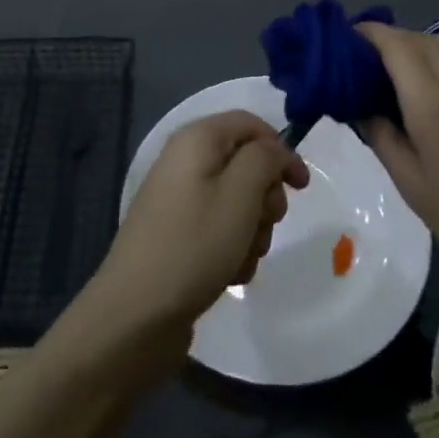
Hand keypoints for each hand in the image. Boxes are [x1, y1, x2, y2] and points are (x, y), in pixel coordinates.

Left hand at [92, 111, 309, 344]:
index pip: (250, 124)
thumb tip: (274, 149)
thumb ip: (265, 159)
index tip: (301, 187)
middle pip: (246, 164)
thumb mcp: (241, 194)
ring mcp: (180, 199)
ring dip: (252, 230)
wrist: (136, 313)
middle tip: (264, 224)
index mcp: (197, 139)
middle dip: (265, 197)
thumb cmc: (194, 244)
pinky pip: (219, 229)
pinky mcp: (178, 234)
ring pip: (238, 202)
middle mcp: (185, 161)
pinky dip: (232, 249)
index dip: (281, 149)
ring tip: (241, 257)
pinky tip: (228, 273)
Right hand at [357, 23, 438, 317]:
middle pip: (419, 39)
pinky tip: (430, 82)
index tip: (343, 40)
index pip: (397, 46)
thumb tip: (358, 105)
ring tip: (393, 70)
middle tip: (360, 60)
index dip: (368, 34)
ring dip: (415, 44)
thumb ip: (380, 135)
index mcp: (433, 106)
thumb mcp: (410, 183)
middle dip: (387, 39)